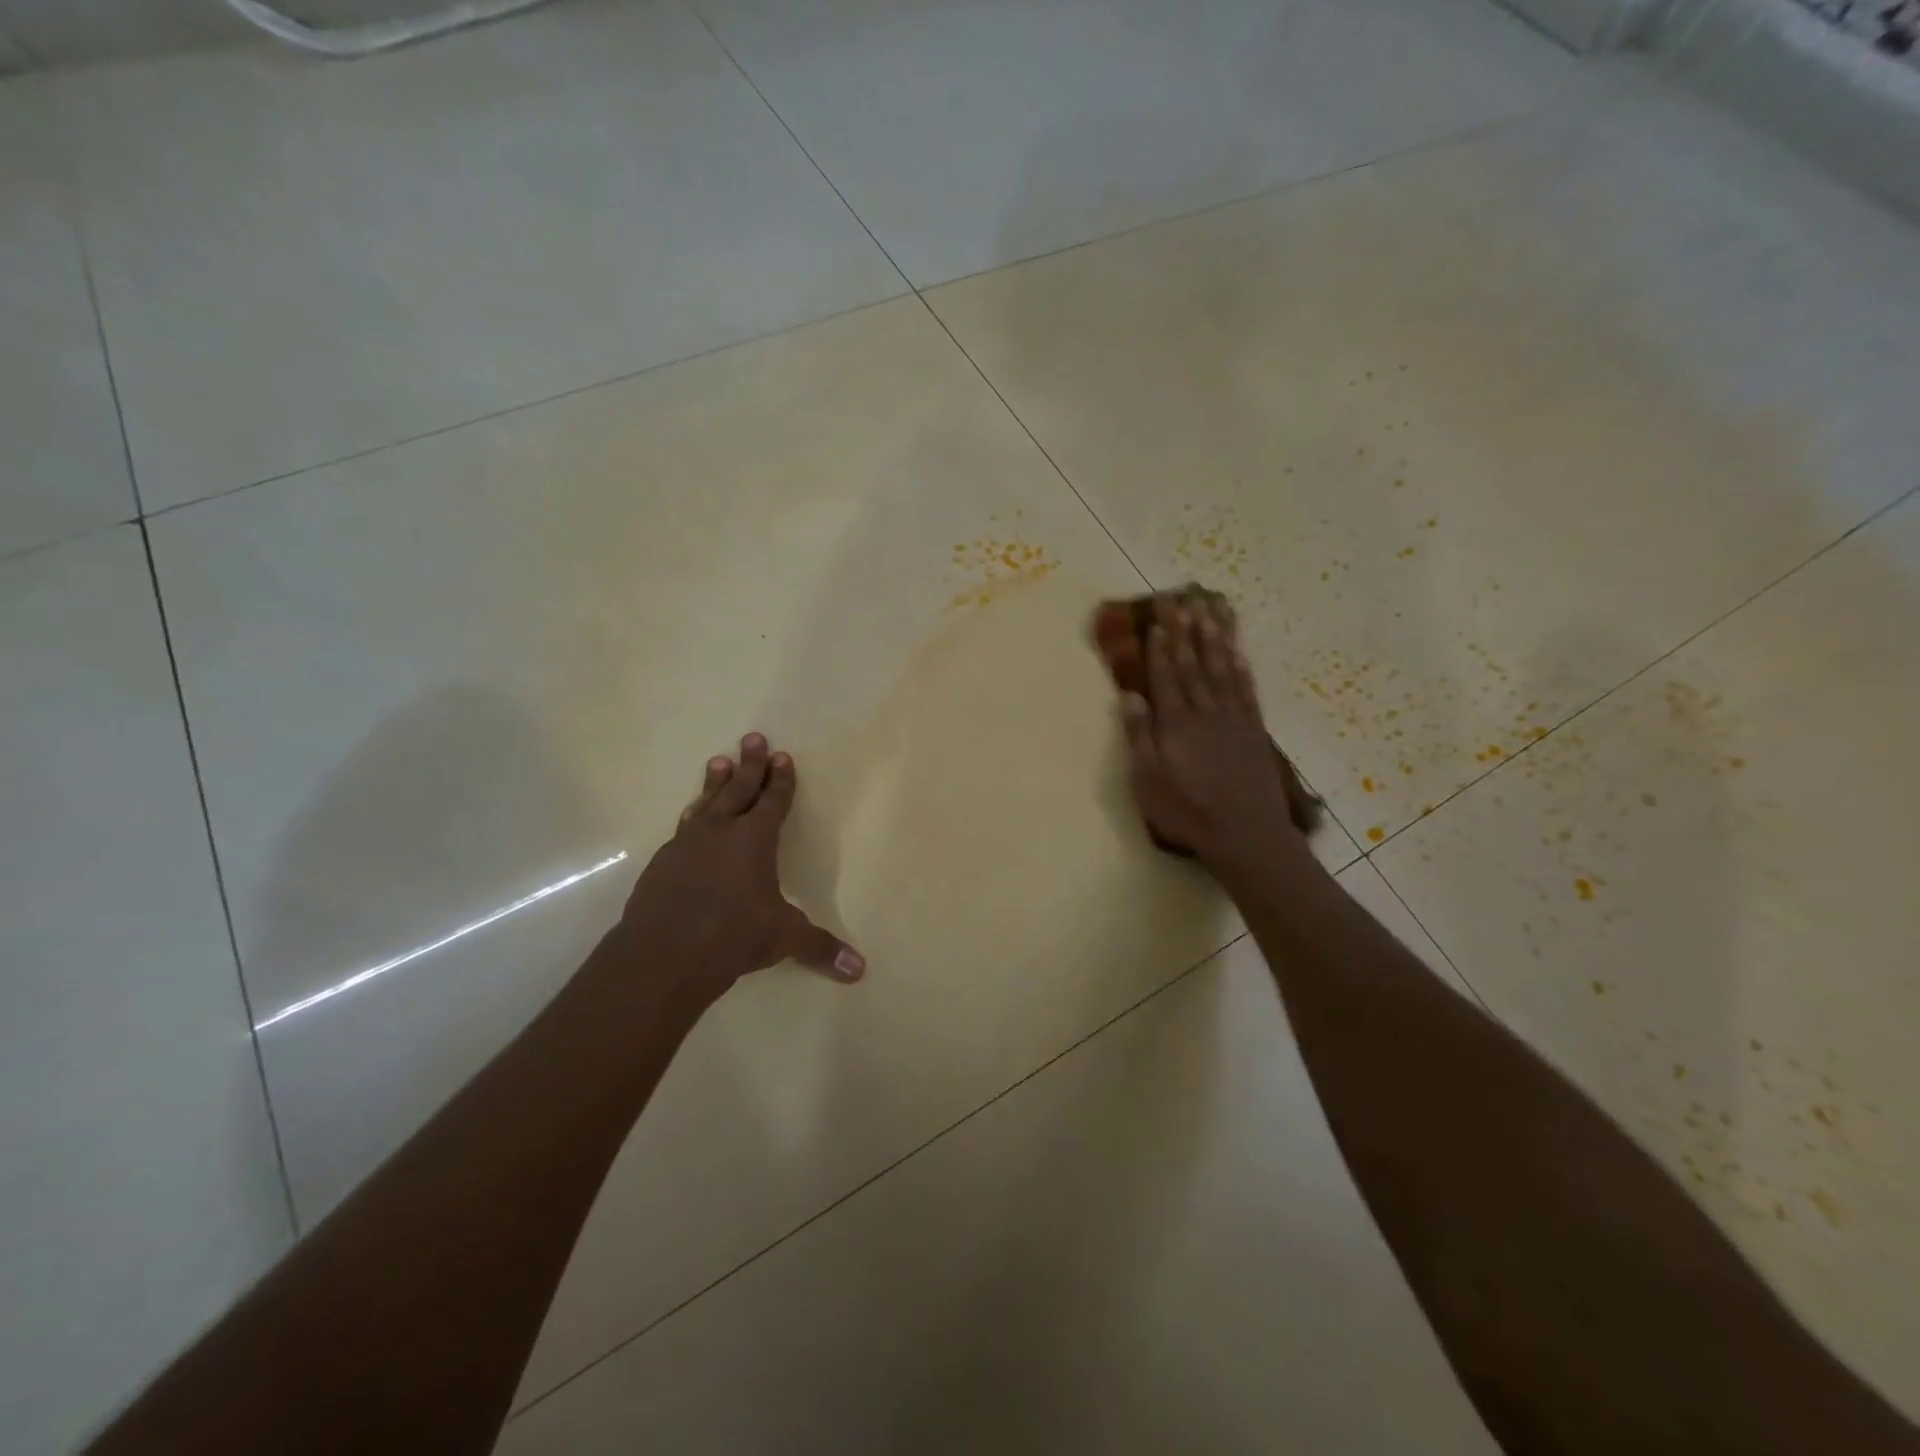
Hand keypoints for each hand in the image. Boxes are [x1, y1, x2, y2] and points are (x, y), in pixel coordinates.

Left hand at [618, 734, 863, 1004]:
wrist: (662, 954)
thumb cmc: (732, 936)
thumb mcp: (783, 939)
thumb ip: (819, 948)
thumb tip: (860, 970)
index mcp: (754, 840)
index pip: (773, 801)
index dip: (781, 780)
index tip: (782, 756)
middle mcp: (720, 832)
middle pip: (738, 789)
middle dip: (750, 764)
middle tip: (753, 738)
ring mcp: (687, 844)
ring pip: (705, 803)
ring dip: (715, 782)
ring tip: (718, 761)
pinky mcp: (662, 863)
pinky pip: (683, 829)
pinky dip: (692, 817)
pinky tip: (690, 818)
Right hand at [1119, 599, 1305, 873]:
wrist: (1245, 833)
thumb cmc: (1187, 811)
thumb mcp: (1148, 780)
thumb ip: (1140, 736)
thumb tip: (1130, 695)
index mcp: (1175, 723)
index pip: (1165, 676)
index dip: (1160, 647)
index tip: (1157, 619)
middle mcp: (1204, 711)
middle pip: (1192, 663)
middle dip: (1185, 629)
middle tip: (1181, 597)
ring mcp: (1233, 718)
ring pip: (1221, 667)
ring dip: (1214, 636)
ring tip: (1209, 608)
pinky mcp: (1253, 728)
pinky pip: (1246, 687)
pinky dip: (1240, 665)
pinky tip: (1237, 649)